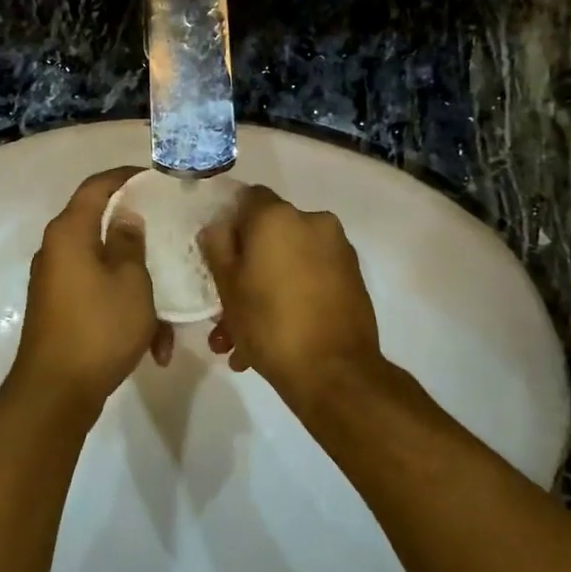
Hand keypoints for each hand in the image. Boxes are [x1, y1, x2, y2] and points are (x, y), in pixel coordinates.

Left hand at [8, 169, 174, 419]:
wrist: (56, 392)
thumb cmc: (99, 328)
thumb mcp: (130, 281)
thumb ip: (129, 242)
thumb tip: (125, 217)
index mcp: (69, 233)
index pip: (96, 186)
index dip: (125, 177)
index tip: (155, 178)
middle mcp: (56, 251)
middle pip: (99, 225)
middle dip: (137, 235)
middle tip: (170, 234)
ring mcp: (56, 282)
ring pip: (105, 269)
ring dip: (138, 287)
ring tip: (169, 318)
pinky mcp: (60, 310)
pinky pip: (98, 296)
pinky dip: (124, 309)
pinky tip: (153, 344)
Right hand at [198, 185, 380, 405]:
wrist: (335, 372)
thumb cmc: (270, 323)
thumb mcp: (227, 286)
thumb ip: (217, 246)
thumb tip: (220, 228)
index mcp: (279, 216)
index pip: (247, 199)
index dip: (229, 223)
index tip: (218, 255)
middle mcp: (313, 222)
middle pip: (269, 235)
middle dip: (246, 268)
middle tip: (226, 307)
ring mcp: (338, 250)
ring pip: (288, 262)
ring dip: (266, 290)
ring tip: (242, 340)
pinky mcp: (353, 278)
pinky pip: (310, 278)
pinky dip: (292, 297)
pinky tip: (273, 337)